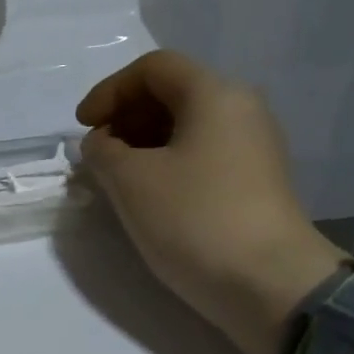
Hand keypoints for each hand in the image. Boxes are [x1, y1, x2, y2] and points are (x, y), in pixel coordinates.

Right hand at [76, 50, 343, 353]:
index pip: (153, 68)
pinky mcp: (256, 183)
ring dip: (143, 143)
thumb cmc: (195, 219)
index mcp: (215, 94)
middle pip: (173, 93)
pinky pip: (203, 155)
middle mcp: (242, 110)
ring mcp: (254, 148)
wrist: (270, 286)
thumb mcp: (130, 181)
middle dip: (126, 117)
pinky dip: (168, 164)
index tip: (83, 127)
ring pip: (187, 127)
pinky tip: (148, 196)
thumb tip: (102, 144)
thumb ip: (103, 151)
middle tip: (98, 153)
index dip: (109, 91)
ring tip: (115, 178)